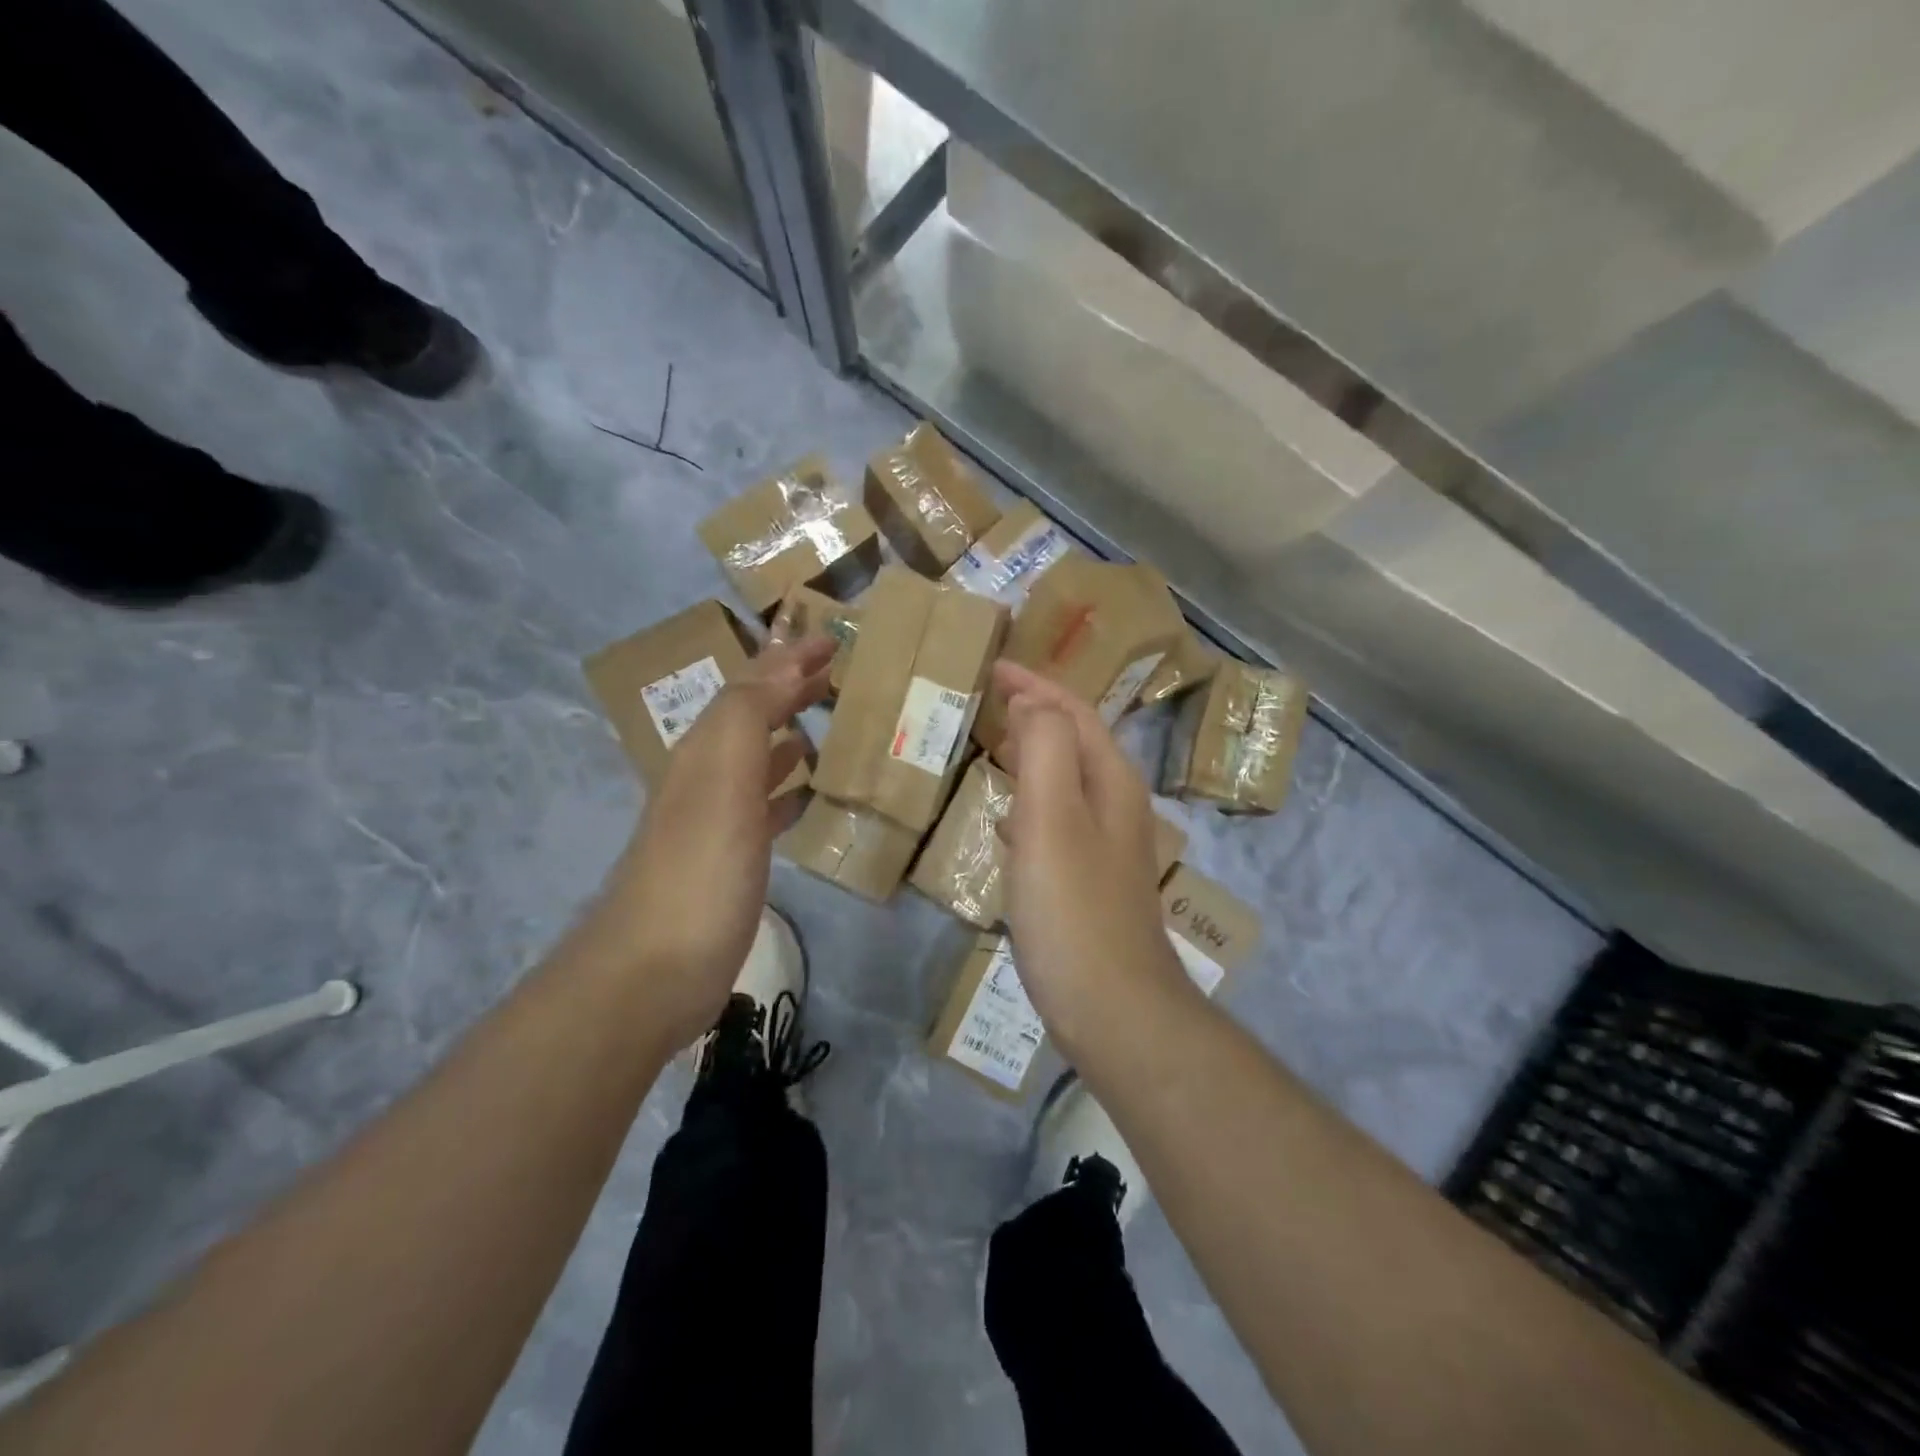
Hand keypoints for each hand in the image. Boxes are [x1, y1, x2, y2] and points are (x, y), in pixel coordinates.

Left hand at [600, 636, 832, 1050]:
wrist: (653, 973)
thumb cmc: (699, 871)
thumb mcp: (722, 780)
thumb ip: (749, 716)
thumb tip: (783, 662)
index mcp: (707, 751)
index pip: (750, 687)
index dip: (787, 659)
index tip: (830, 639)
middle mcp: (708, 777)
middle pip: (752, 718)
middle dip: (789, 691)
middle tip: (837, 674)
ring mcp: (718, 822)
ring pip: (759, 760)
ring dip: (790, 735)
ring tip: (832, 723)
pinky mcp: (731, 861)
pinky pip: (765, 807)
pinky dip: (788, 789)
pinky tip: (809, 794)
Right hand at [994, 661, 1193, 1061]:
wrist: (1112, 1006)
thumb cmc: (1073, 907)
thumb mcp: (1053, 818)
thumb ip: (1045, 749)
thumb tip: (1032, 704)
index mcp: (1110, 781)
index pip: (1073, 712)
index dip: (1035, 685)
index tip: (993, 667)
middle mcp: (1114, 805)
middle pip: (1074, 741)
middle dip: (1034, 714)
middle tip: (986, 701)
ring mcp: (1104, 846)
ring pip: (1064, 781)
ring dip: (1031, 756)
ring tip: (992, 746)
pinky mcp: (1088, 881)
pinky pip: (1055, 821)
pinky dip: (1029, 802)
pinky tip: (1004, 820)